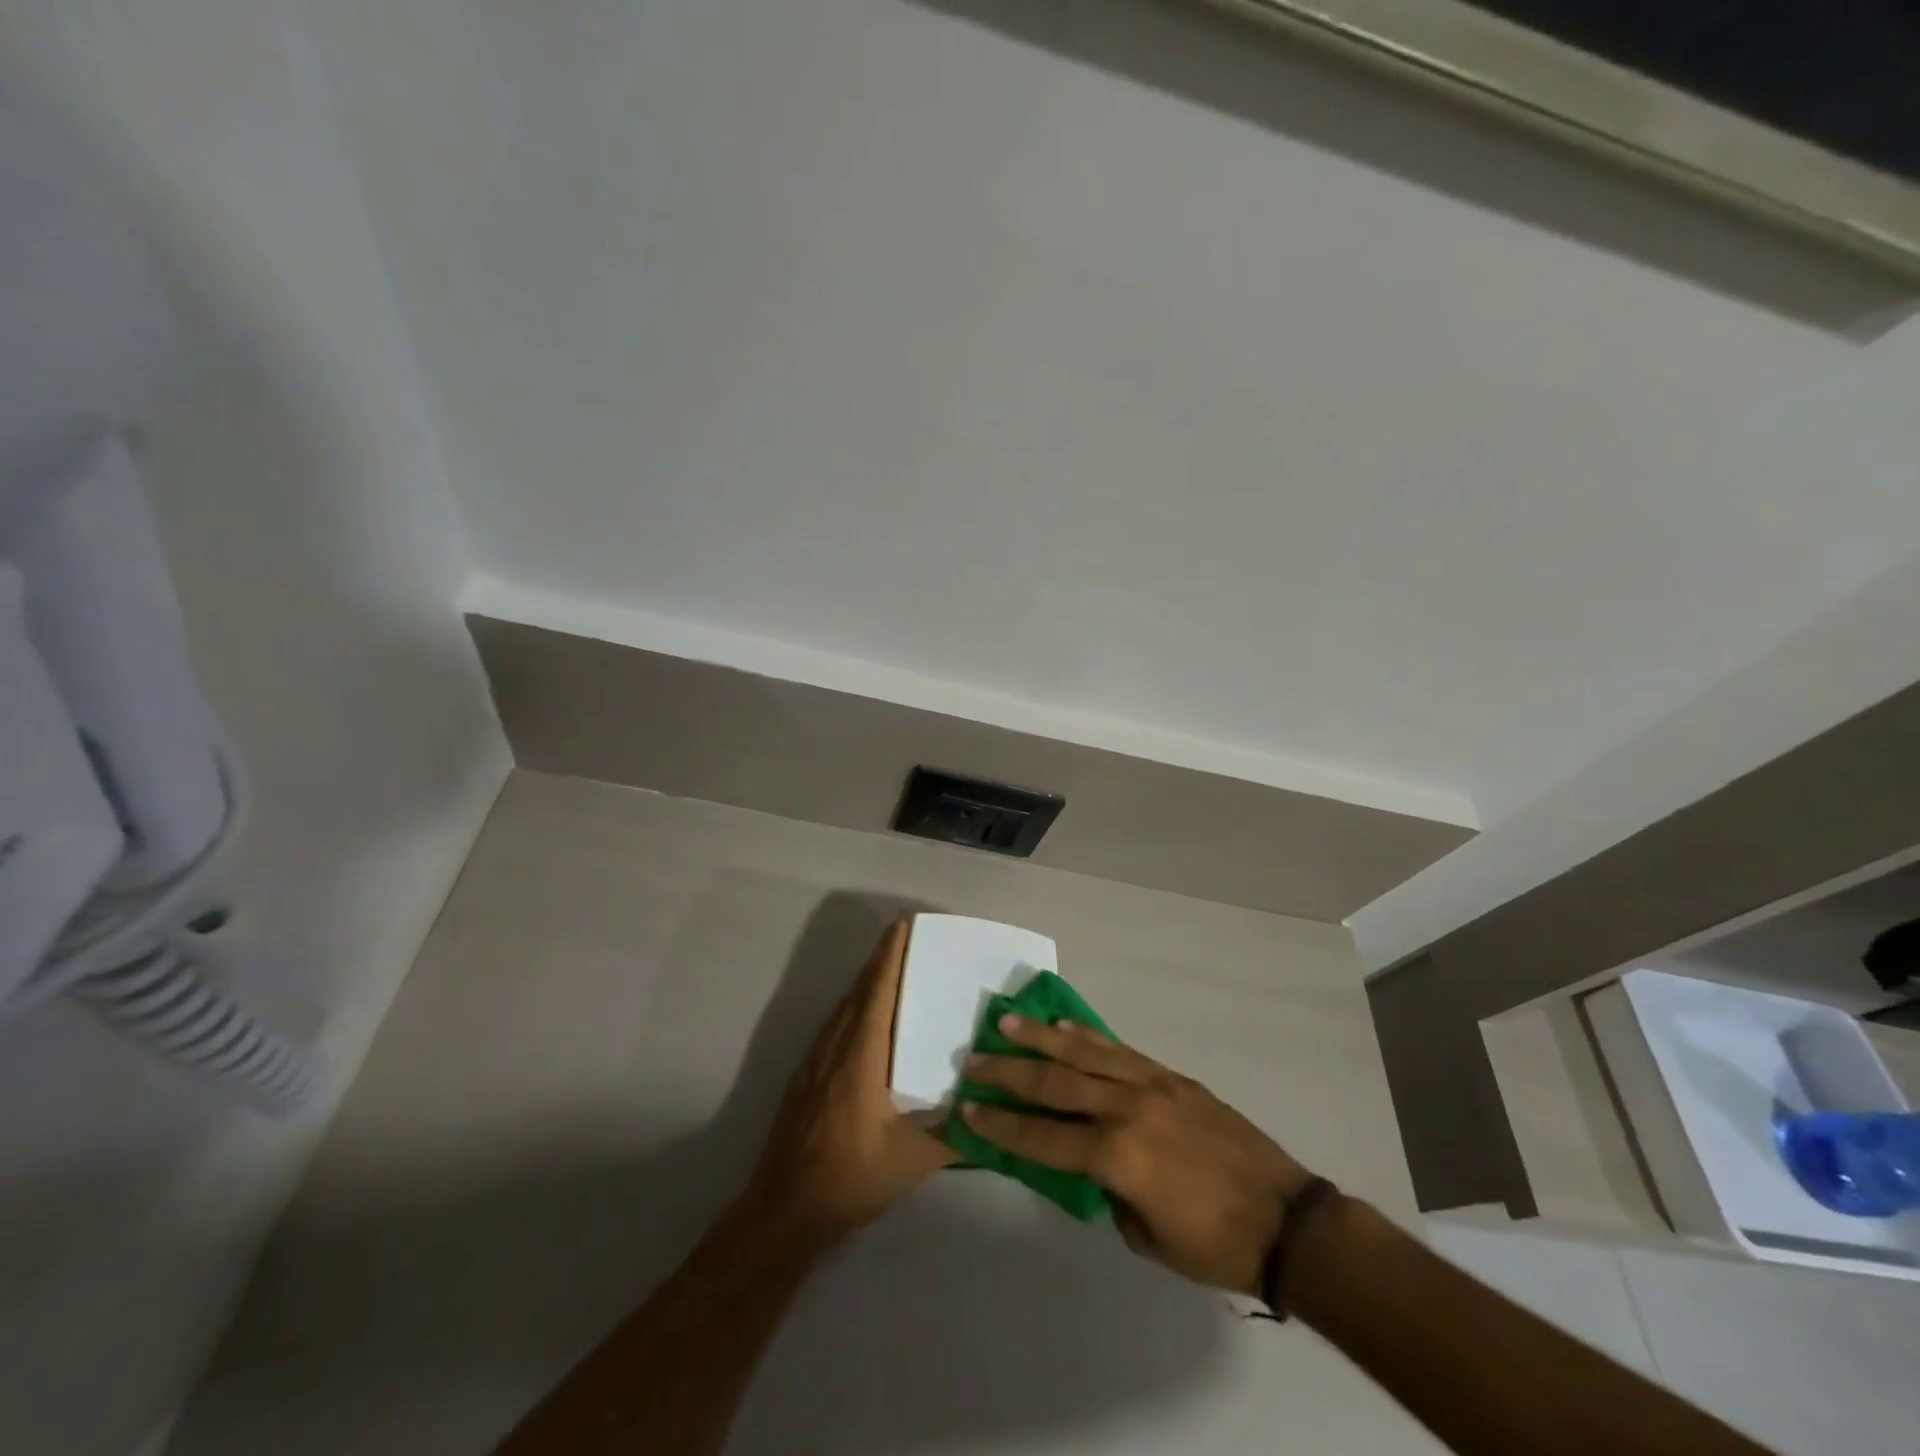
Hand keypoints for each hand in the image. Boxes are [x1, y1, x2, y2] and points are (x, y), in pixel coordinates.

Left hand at [747, 917, 957, 1243]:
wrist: (782, 1211)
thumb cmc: (849, 1179)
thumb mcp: (911, 1162)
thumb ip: (955, 1138)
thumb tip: (995, 1117)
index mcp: (860, 1057)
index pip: (877, 992)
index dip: (890, 955)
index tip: (903, 924)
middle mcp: (834, 1047)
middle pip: (859, 991)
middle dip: (882, 960)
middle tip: (910, 939)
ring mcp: (815, 1061)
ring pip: (844, 1007)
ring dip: (868, 983)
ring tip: (897, 970)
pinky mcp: (806, 1077)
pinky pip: (835, 1026)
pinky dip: (856, 1007)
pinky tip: (870, 1021)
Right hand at [961, 1017, 1311, 1293]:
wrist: (1285, 1218)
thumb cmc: (1213, 1244)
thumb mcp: (1145, 1236)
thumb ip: (1107, 1192)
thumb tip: (1086, 1163)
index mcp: (1118, 1156)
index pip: (1044, 1136)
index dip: (1001, 1125)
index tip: (967, 1109)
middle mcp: (1127, 1109)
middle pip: (1055, 1082)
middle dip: (1009, 1072)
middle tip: (973, 1060)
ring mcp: (1151, 1084)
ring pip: (1084, 1052)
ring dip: (1041, 1037)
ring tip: (1007, 1022)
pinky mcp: (1170, 1075)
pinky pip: (1120, 1048)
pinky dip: (1087, 1035)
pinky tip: (1064, 1024)